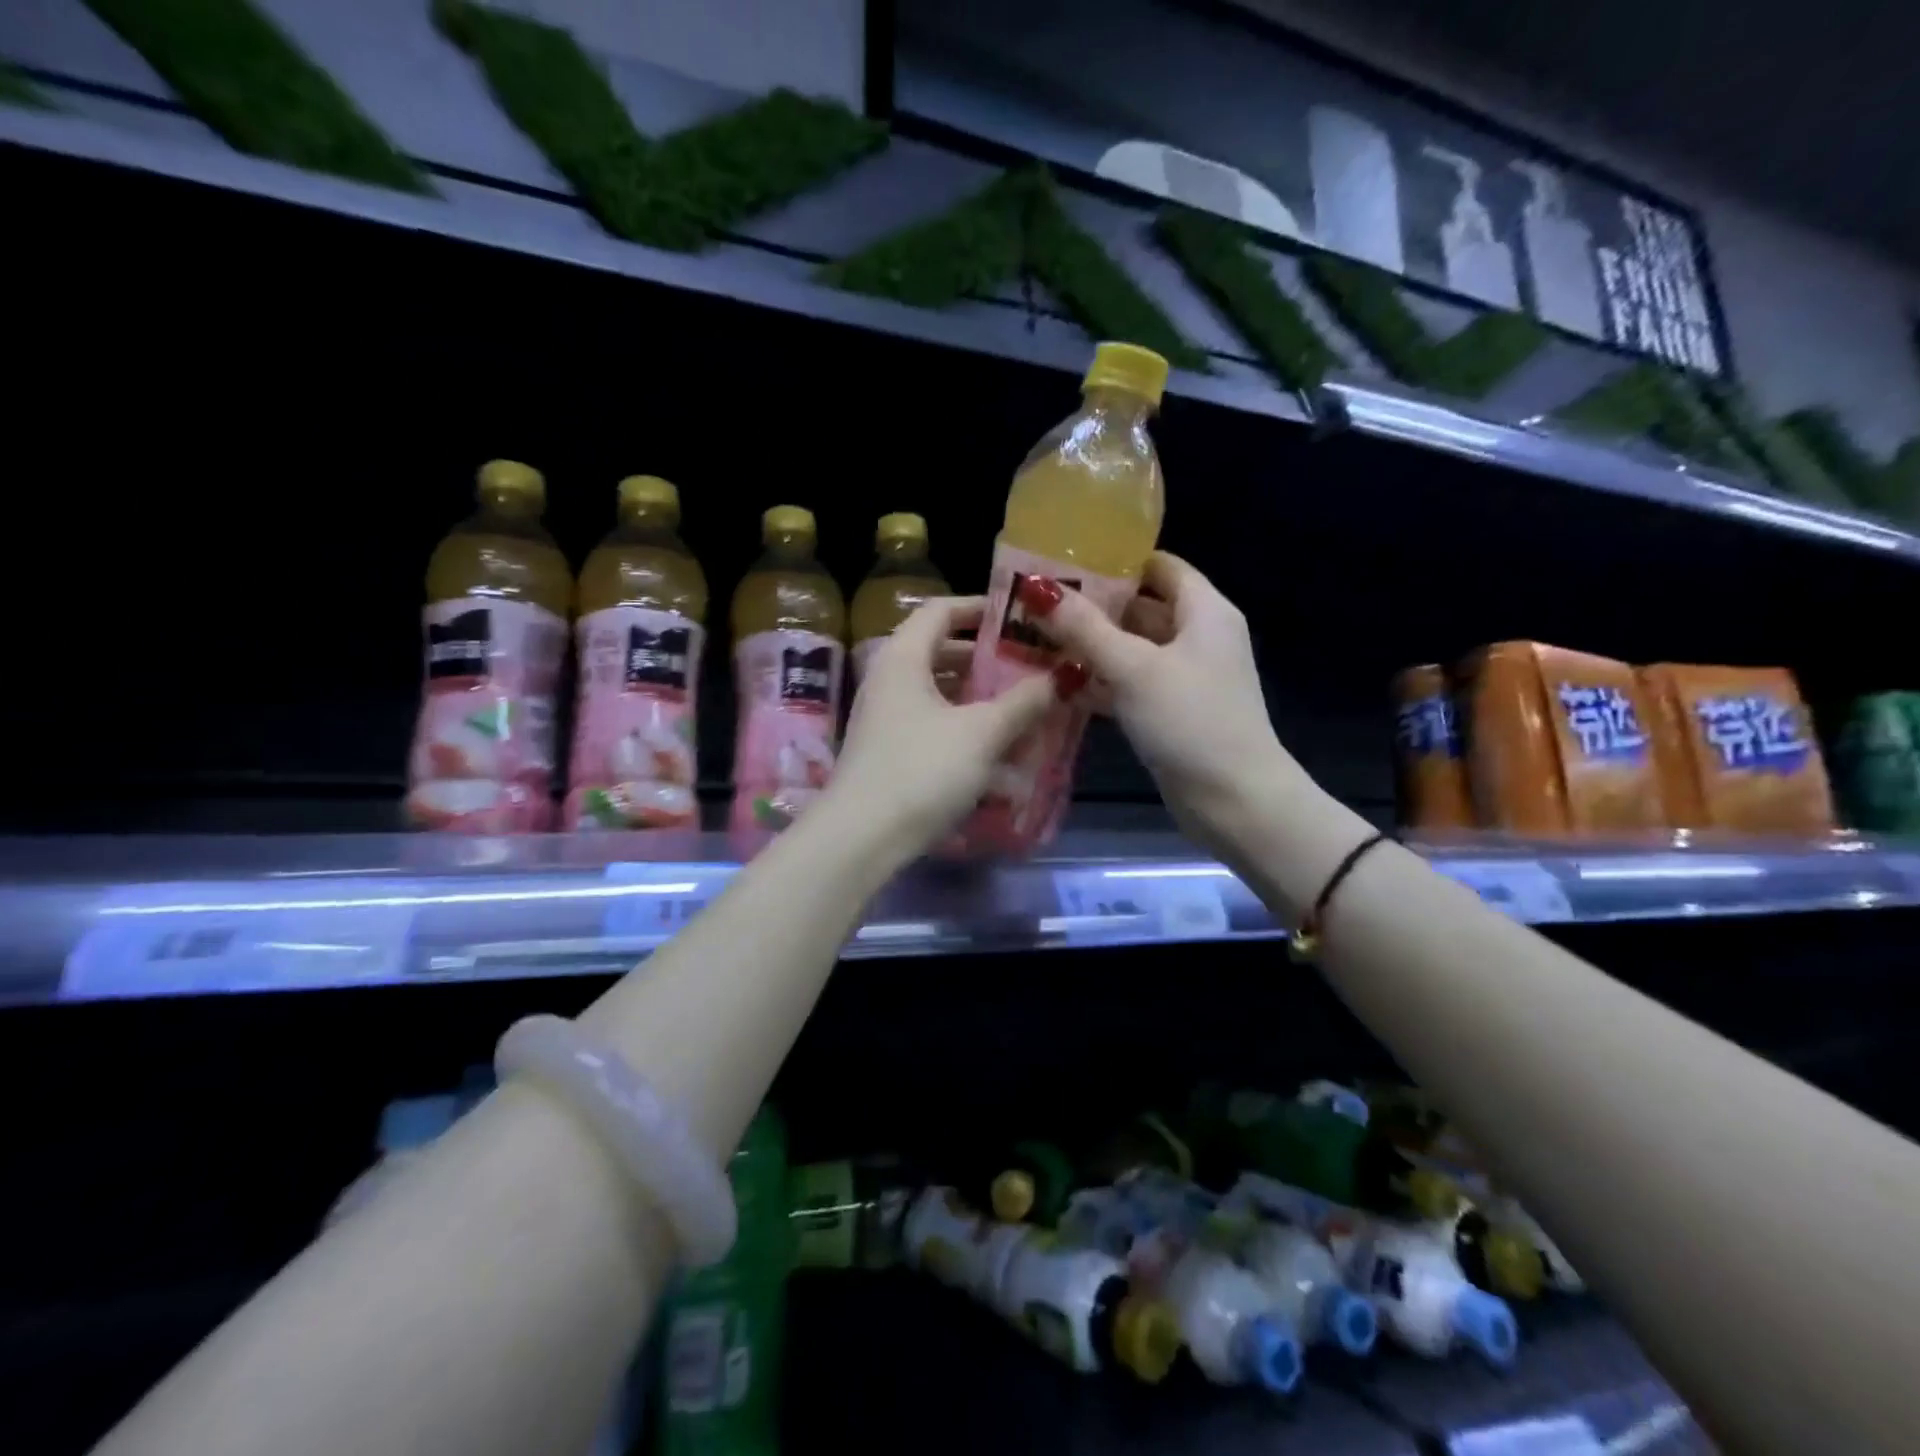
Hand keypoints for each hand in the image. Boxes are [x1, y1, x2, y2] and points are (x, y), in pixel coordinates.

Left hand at [831, 597, 1055, 850]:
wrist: (862, 838)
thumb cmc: (922, 770)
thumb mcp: (982, 733)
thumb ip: (1024, 701)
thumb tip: (1062, 676)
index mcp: (903, 658)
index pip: (941, 610)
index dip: (980, 607)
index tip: (1021, 617)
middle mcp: (889, 681)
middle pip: (941, 652)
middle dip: (988, 659)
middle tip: (1031, 665)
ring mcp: (886, 719)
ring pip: (940, 694)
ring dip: (980, 698)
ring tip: (1023, 708)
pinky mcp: (890, 753)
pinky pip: (934, 726)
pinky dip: (965, 729)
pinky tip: (998, 752)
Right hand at [1023, 553, 1306, 853]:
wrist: (1234, 800)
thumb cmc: (1190, 720)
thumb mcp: (1134, 668)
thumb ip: (1085, 628)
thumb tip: (1039, 587)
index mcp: (1204, 612)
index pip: (1159, 567)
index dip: (1116, 560)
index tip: (1065, 560)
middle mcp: (1198, 637)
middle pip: (1141, 607)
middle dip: (1093, 605)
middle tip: (1038, 602)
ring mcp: (1185, 678)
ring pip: (1132, 649)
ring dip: (1091, 646)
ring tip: (1036, 638)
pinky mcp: (1171, 712)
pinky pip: (1131, 684)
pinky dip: (1100, 681)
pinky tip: (1058, 683)